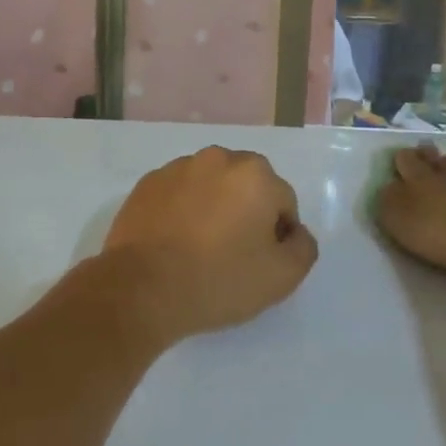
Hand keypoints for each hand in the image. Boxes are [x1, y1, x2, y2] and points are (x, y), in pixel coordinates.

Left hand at [99, 147, 319, 343]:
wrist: (143, 286)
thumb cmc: (219, 279)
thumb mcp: (282, 276)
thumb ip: (303, 247)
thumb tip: (294, 232)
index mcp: (254, 173)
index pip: (282, 202)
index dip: (278, 235)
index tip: (260, 262)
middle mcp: (216, 159)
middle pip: (245, 186)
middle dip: (246, 213)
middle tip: (233, 254)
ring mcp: (176, 168)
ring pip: (209, 186)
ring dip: (212, 208)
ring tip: (199, 249)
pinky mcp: (146, 183)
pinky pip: (177, 194)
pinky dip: (181, 210)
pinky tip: (173, 242)